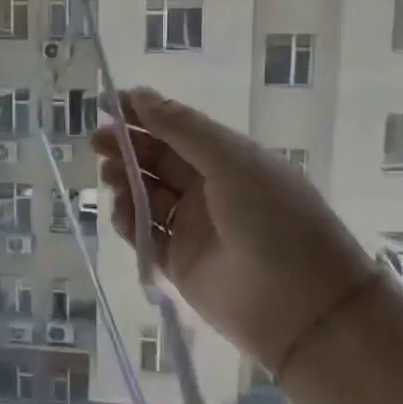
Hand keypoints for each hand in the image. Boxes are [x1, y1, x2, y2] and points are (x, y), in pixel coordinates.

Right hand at [93, 88, 377, 370]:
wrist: (304, 308)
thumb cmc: (275, 221)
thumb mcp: (233, 162)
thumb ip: (182, 129)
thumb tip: (139, 94)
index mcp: (228, 160)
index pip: (177, 129)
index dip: (143, 114)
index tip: (107, 103)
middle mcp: (208, 189)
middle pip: (156, 160)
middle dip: (126, 147)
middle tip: (97, 142)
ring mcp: (192, 227)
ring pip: (145, 195)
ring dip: (124, 181)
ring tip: (111, 179)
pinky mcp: (177, 262)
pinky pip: (144, 234)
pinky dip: (128, 221)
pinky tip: (123, 214)